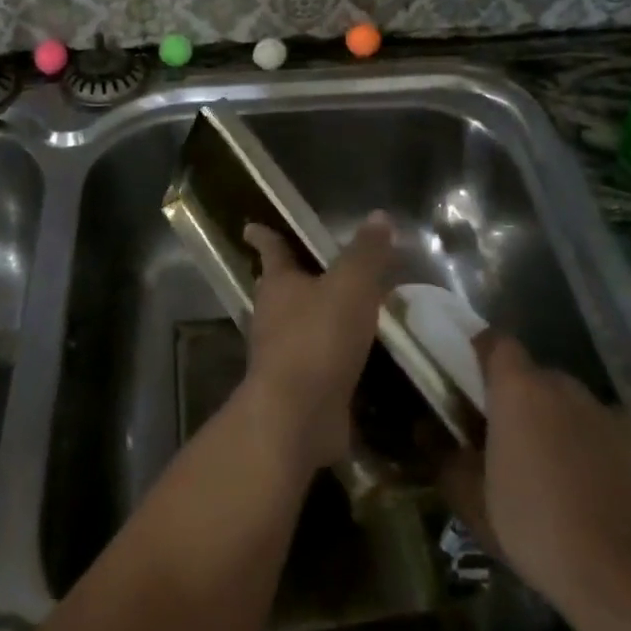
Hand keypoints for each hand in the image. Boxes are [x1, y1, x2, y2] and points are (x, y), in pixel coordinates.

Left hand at [240, 213, 393, 473]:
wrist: (298, 415)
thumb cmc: (318, 338)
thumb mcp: (351, 285)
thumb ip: (366, 252)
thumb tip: (379, 215)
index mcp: (278, 284)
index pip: (272, 250)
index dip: (265, 236)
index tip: (251, 226)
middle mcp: (273, 316)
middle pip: (281, 288)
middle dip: (294, 276)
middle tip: (313, 265)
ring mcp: (284, 355)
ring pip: (299, 325)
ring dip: (317, 315)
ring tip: (346, 307)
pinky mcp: (300, 388)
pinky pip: (319, 360)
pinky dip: (334, 353)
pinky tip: (357, 354)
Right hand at [440, 332, 630, 620]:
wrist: (617, 572)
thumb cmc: (530, 525)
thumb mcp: (470, 499)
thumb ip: (443, 456)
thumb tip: (424, 429)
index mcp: (516, 388)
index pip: (497, 342)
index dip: (484, 353)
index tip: (475, 377)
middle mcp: (561, 385)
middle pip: (535, 375)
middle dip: (521, 396)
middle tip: (511, 436)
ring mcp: (605, 409)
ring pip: (571, 401)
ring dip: (558, 419)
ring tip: (555, 464)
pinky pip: (607, 426)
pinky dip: (596, 441)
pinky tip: (594, 480)